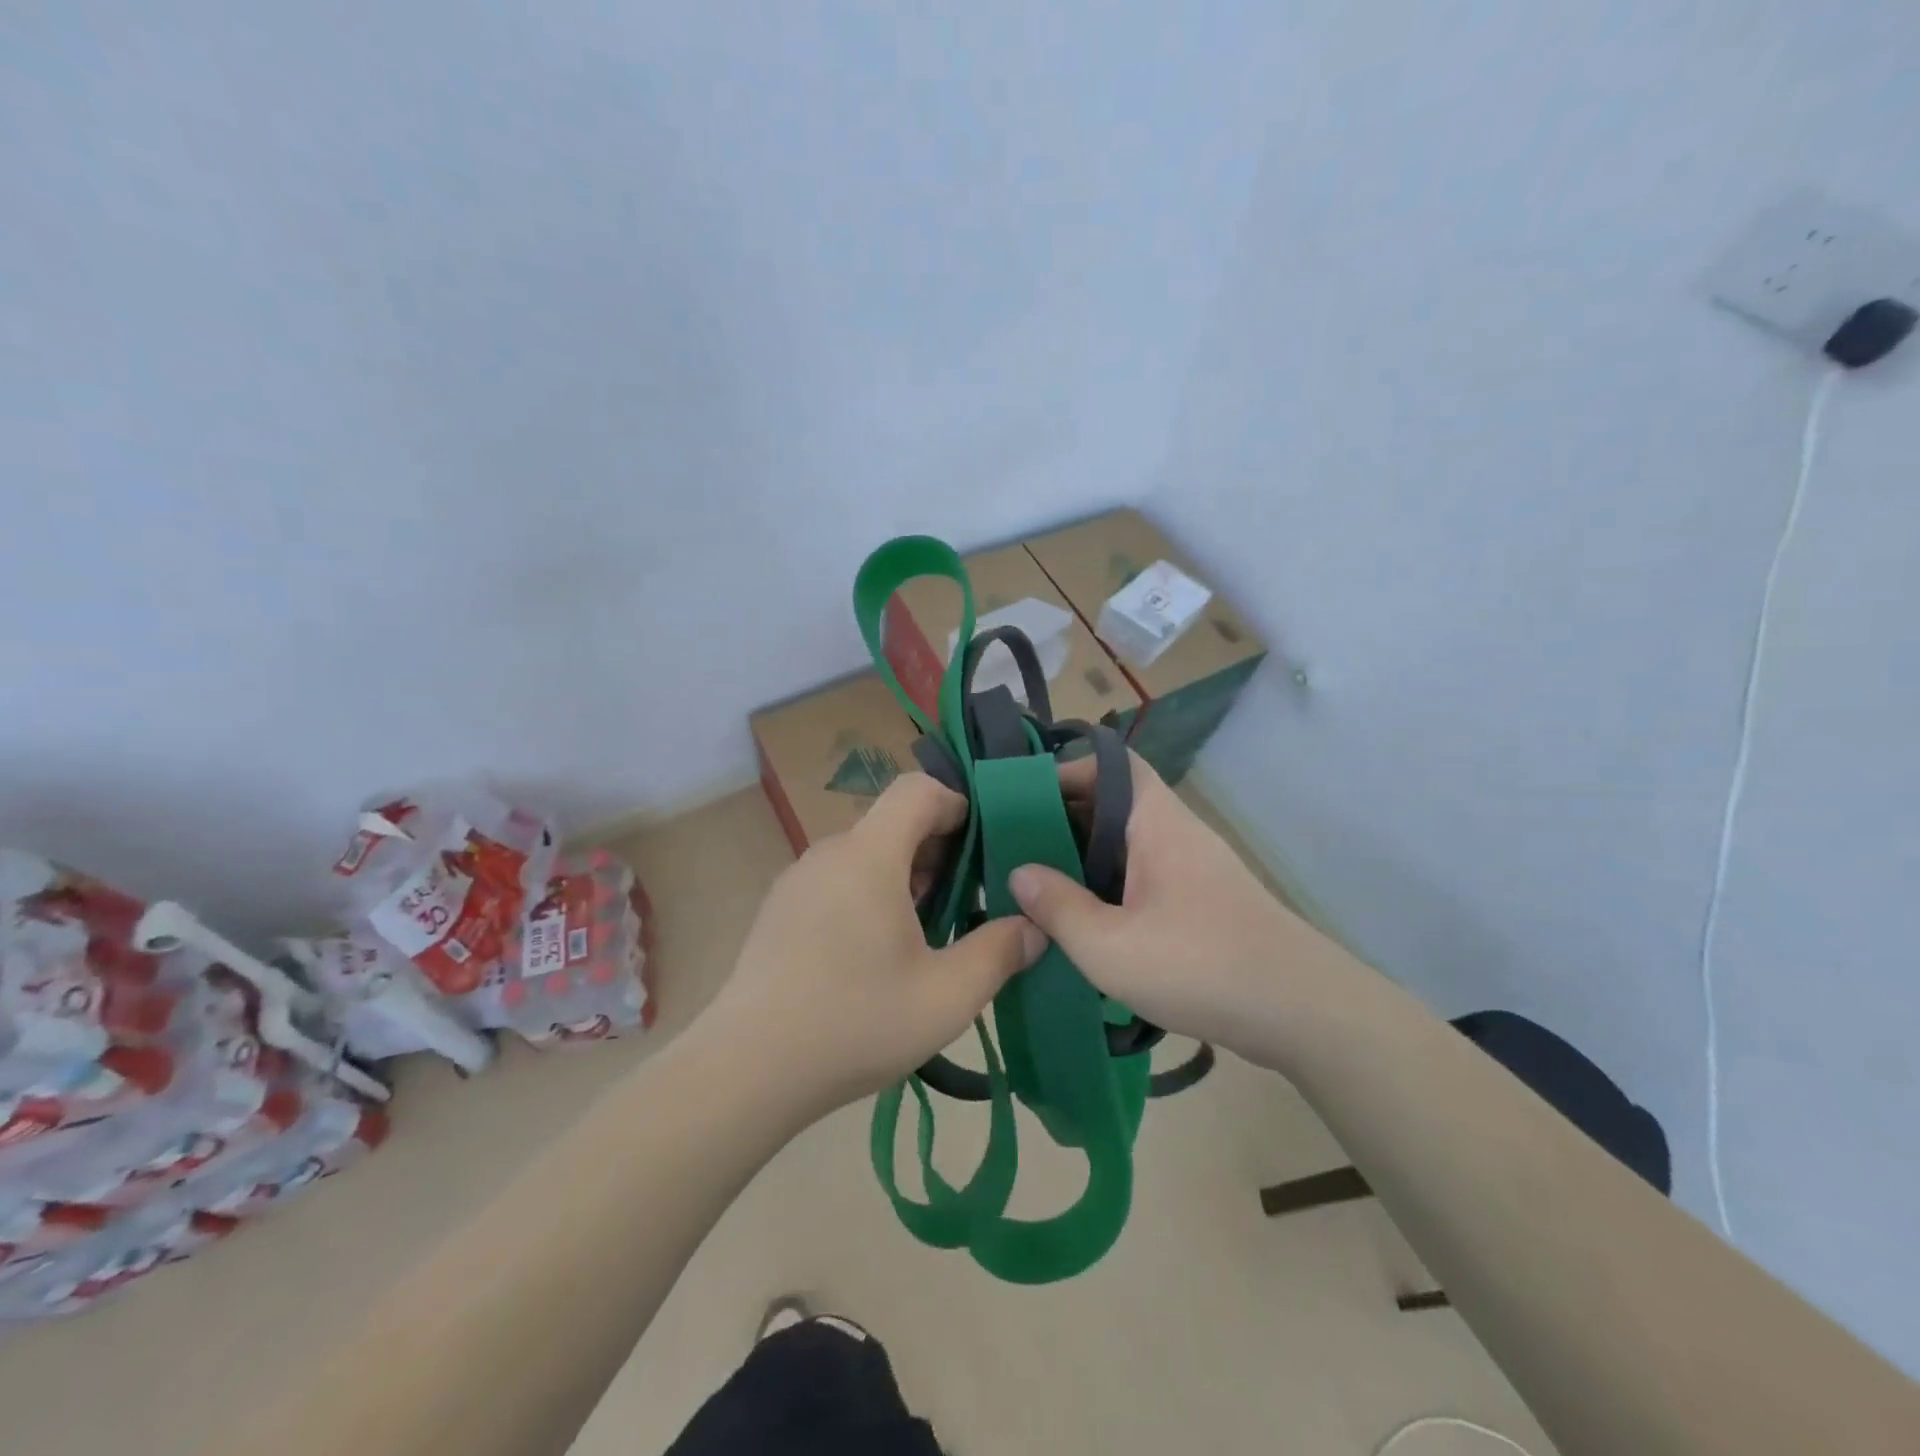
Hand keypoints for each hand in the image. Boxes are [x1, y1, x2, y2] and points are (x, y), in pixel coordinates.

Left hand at [702, 773, 1044, 1123]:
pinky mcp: (780, 910)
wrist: (745, 1069)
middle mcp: (830, 853)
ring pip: (866, 854)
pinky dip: (871, 894)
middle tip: (970, 901)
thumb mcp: (946, 996)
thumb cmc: (854, 1021)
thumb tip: (1035, 928)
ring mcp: (798, 880)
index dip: (957, 804)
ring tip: (930, 932)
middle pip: (894, 823)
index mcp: (868, 855)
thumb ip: (1000, 952)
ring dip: (906, 877)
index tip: (985, 846)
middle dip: (939, 850)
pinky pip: (839, 880)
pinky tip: (879, 953)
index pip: (917, 789)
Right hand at [1010, 751, 1323, 1068]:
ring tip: (1042, 885)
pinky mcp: (1203, 903)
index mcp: (1155, 823)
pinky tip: (1088, 922)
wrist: (1302, 1012)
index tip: (1022, 799)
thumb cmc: (1199, 964)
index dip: (1067, 770)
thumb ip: (1059, 906)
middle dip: (1065, 820)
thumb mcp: (1109, 944)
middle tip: (1018, 847)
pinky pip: (1145, 877)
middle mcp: (1176, 833)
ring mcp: (1194, 869)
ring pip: (1129, 845)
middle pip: (1116, 804)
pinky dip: (1112, 887)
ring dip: (1087, 858)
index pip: (1112, 765)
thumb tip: (1020, 872)